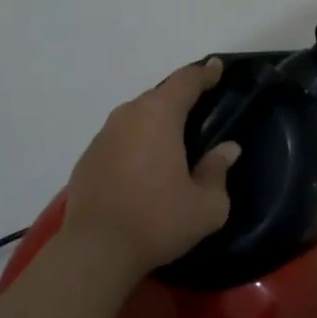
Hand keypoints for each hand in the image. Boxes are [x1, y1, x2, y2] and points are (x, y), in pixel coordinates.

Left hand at [63, 58, 239, 281]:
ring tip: (173, 140)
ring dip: (156, 122)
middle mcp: (128, 114)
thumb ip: (218, 171)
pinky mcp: (88, 157)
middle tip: (199, 109)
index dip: (204, 73)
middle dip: (180, 99)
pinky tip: (143, 167)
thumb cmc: (157, 221)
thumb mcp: (206, 206)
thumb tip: (227, 149)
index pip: (186, 81)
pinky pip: (120, 138)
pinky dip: (136, 143)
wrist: (95, 250)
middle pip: (159, 96)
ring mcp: (103, 135)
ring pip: (137, 116)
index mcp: (159, 115)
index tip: (216, 67)